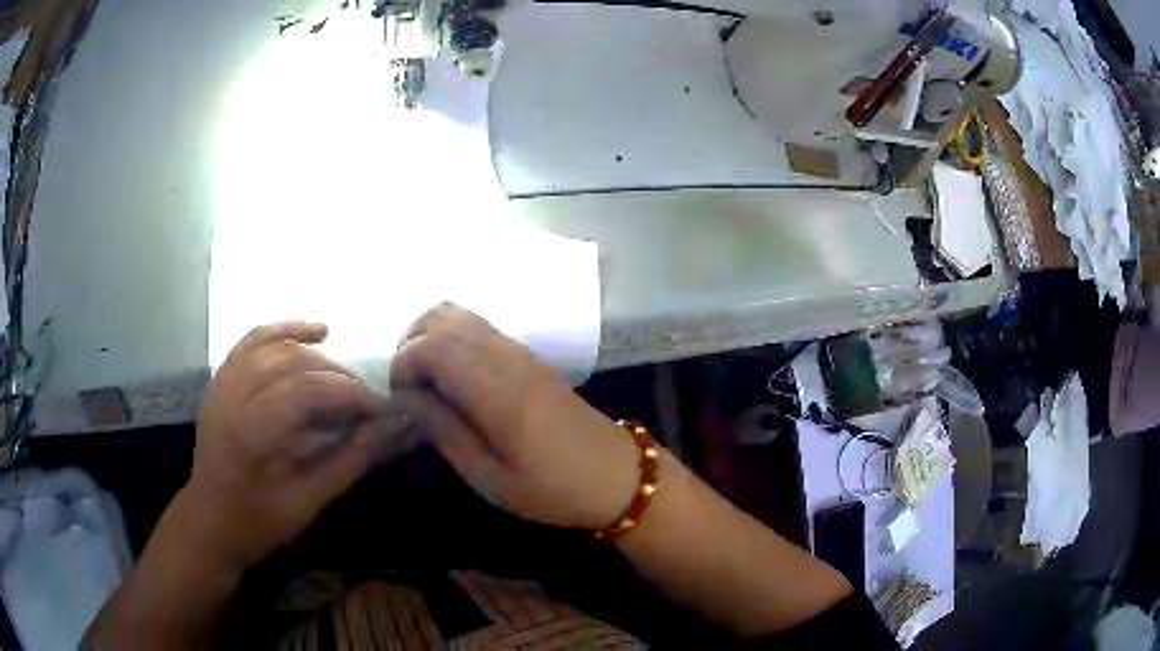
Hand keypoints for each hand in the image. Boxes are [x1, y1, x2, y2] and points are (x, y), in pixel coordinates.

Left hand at [181, 322, 386, 571]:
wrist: (208, 521)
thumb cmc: (256, 523)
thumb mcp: (304, 505)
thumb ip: (342, 465)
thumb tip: (377, 431)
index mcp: (250, 432)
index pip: (305, 391)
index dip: (347, 392)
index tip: (379, 405)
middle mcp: (232, 396)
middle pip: (290, 362)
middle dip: (335, 373)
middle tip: (364, 394)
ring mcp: (221, 384)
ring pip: (272, 345)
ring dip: (313, 350)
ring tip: (343, 369)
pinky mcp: (219, 381)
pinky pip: (251, 342)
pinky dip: (282, 331)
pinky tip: (310, 332)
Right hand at [390, 303, 639, 528]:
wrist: (616, 476)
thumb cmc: (551, 489)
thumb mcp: (489, 477)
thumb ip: (443, 429)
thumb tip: (406, 394)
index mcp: (495, 389)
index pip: (431, 345)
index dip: (402, 364)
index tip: (399, 399)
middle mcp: (506, 356)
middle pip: (441, 316)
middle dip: (409, 343)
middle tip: (406, 387)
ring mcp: (520, 351)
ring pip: (460, 314)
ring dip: (430, 337)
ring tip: (425, 382)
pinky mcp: (529, 356)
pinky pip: (479, 328)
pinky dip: (452, 339)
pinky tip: (453, 379)